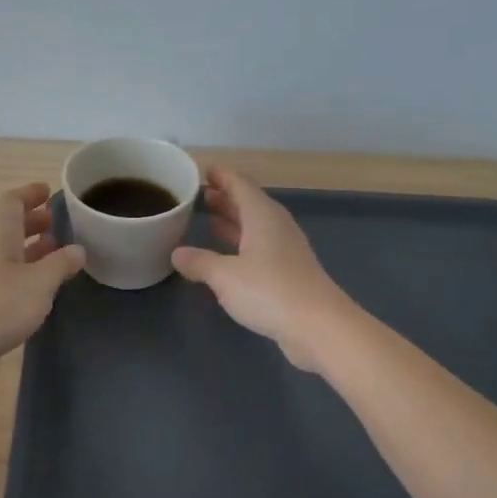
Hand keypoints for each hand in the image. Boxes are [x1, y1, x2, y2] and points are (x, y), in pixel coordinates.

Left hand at [0, 183, 85, 368]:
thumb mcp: (40, 282)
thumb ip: (61, 263)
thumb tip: (78, 249)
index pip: (12, 200)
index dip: (31, 193)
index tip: (50, 192)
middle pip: (9, 224)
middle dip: (35, 220)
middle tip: (59, 223)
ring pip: (8, 249)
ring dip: (31, 246)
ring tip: (58, 252)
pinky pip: (5, 272)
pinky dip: (25, 270)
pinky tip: (41, 285)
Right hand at [171, 168, 356, 371]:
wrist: (318, 326)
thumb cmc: (269, 290)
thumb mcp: (225, 276)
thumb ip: (200, 262)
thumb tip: (177, 253)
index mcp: (262, 216)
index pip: (240, 185)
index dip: (222, 177)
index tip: (204, 171)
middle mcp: (276, 226)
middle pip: (249, 204)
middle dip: (226, 198)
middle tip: (201, 194)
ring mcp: (286, 250)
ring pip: (255, 227)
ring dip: (234, 221)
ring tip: (209, 218)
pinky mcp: (289, 273)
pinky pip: (260, 248)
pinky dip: (242, 244)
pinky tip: (227, 256)